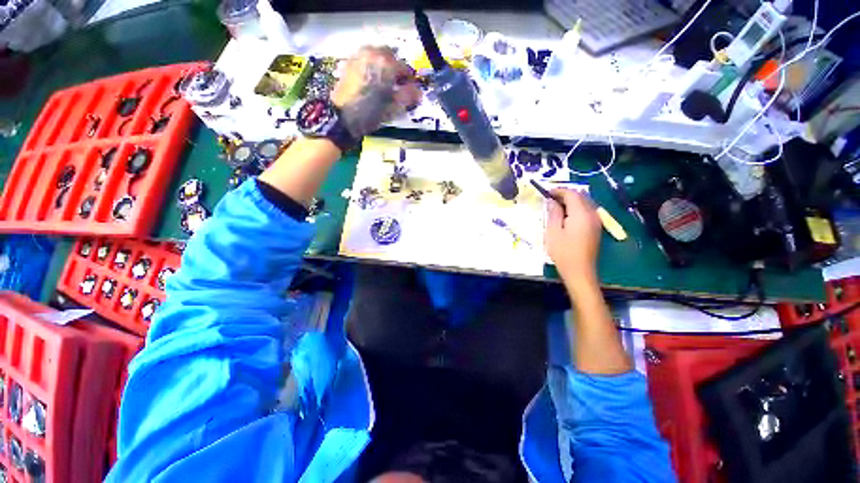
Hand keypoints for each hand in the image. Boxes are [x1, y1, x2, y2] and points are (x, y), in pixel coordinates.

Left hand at [331, 46, 421, 138]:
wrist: (342, 118)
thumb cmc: (370, 113)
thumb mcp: (393, 108)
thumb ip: (408, 97)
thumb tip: (419, 93)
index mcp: (386, 64)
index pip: (405, 68)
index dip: (410, 81)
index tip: (411, 91)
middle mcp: (373, 54)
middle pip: (391, 56)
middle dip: (396, 69)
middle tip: (398, 86)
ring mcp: (359, 56)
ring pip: (377, 55)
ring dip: (384, 66)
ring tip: (385, 84)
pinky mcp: (349, 62)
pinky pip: (366, 59)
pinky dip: (372, 67)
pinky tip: (372, 81)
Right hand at [544, 189, 601, 284]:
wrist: (579, 270)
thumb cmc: (563, 251)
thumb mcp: (553, 231)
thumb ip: (554, 212)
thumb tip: (552, 200)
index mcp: (581, 214)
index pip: (572, 194)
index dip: (559, 190)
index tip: (546, 192)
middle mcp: (592, 214)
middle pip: (580, 196)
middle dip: (565, 194)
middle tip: (549, 198)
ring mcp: (596, 221)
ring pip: (584, 203)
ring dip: (571, 201)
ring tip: (555, 206)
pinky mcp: (596, 227)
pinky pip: (587, 211)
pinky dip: (576, 208)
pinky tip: (565, 216)